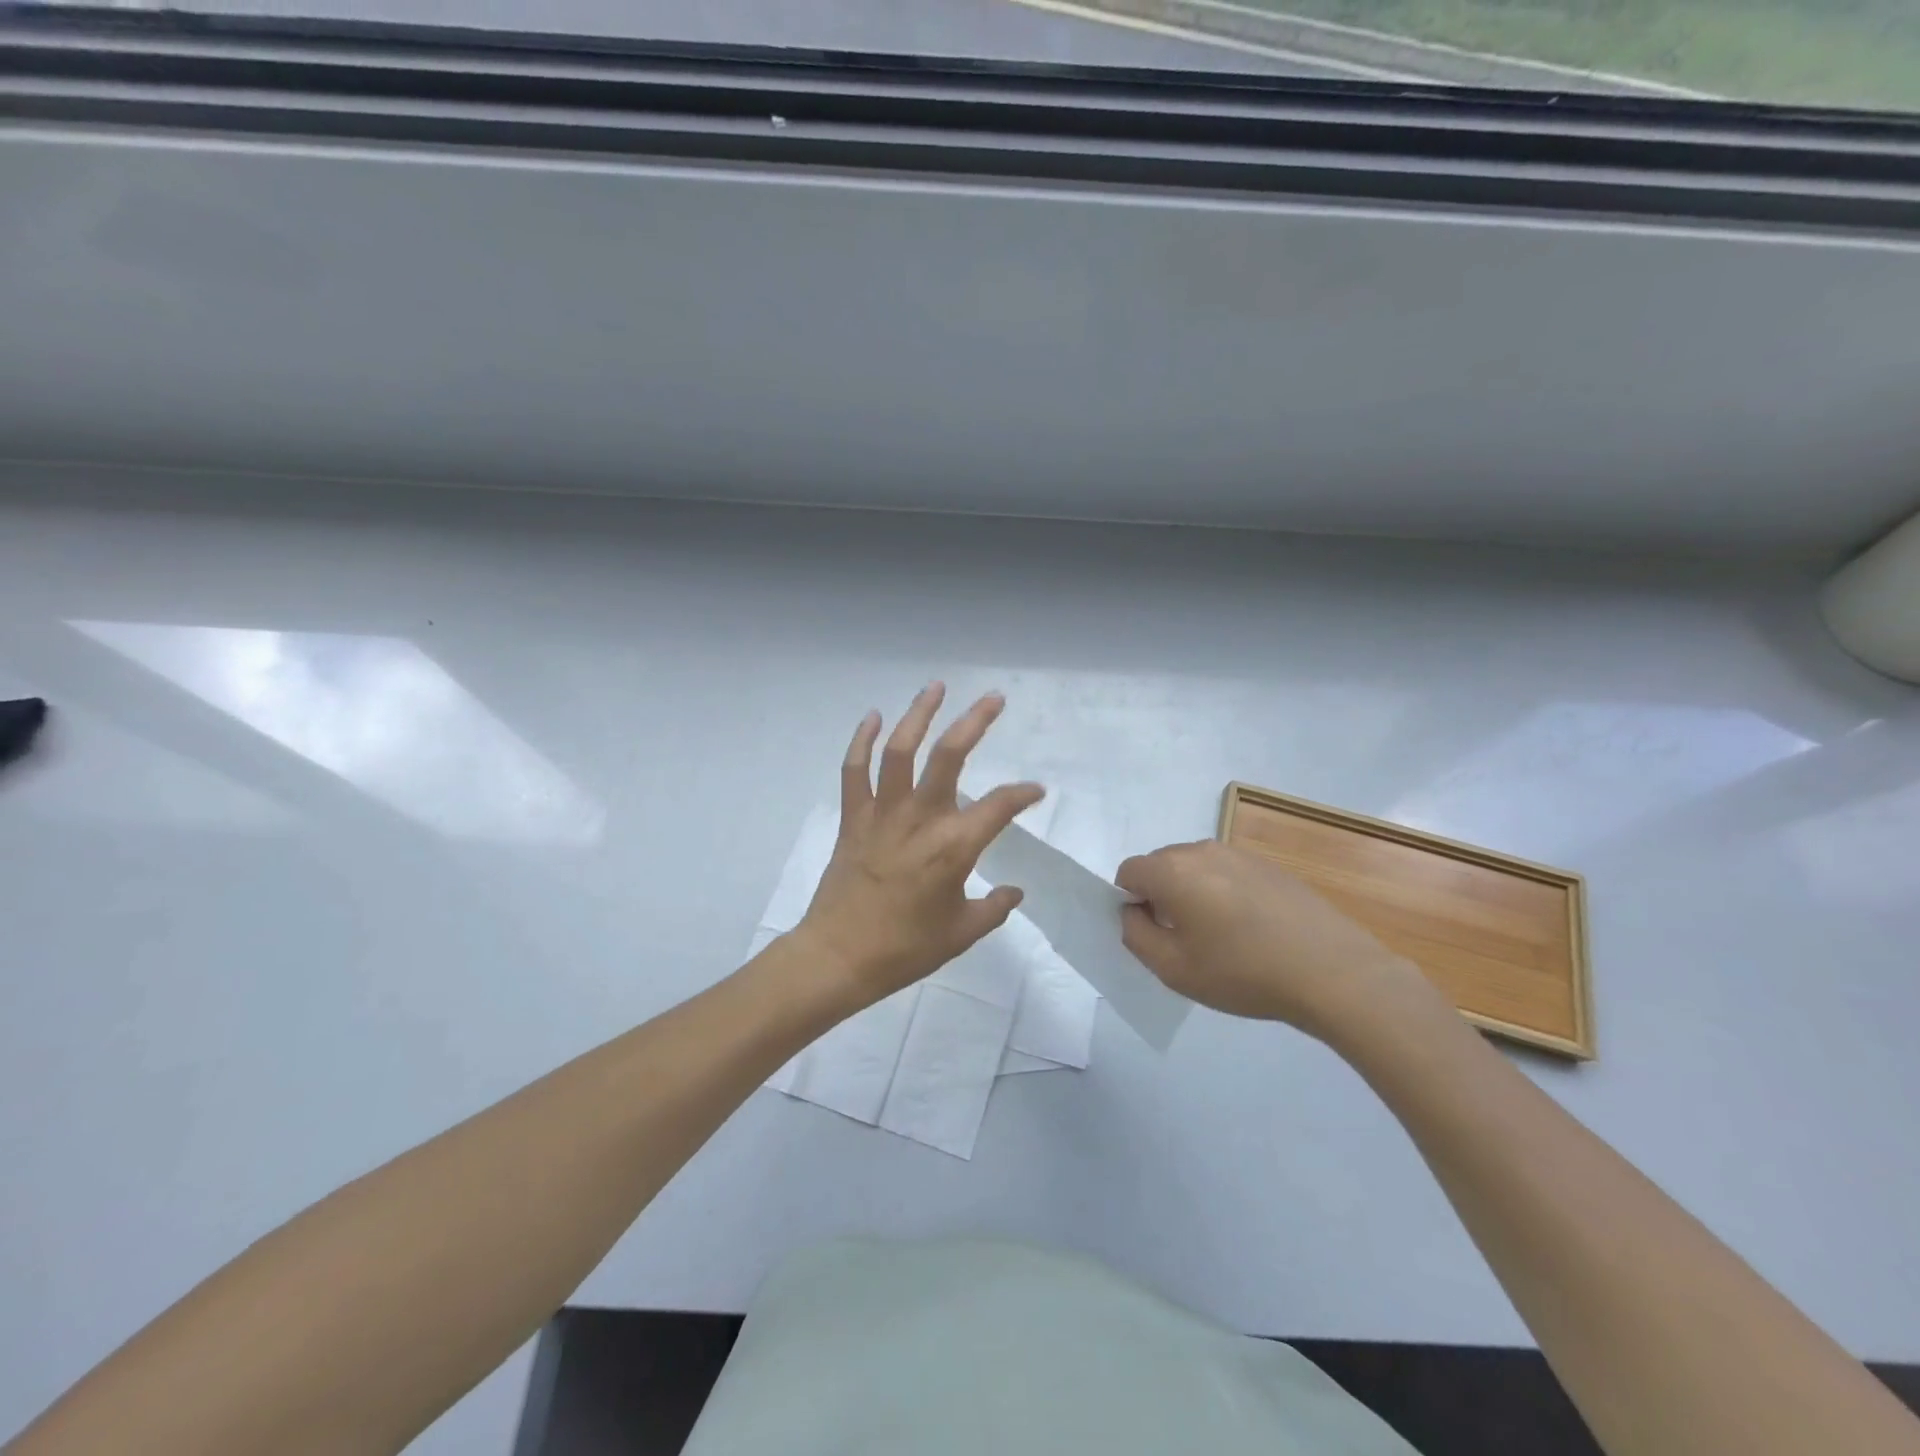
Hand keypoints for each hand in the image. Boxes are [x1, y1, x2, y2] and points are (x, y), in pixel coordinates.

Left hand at [795, 684, 1044, 1008]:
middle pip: (950, 756)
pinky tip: (872, 716)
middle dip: (974, 721)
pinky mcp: (854, 817)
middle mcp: (921, 819)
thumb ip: (995, 908)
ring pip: (900, 750)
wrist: (839, 957)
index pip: (1000, 806)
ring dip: (918, 714)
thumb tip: (1015, 892)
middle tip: (993, 699)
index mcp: (954, 847)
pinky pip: (855, 770)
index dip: (1023, 794)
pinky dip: (861, 740)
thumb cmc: (905, 949)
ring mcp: (883, 813)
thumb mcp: (962, 933)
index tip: (1035, 792)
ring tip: (936, 687)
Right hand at [1116, 840, 1440, 1043]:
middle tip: (1183, 939)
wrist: (1333, 971)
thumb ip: (1136, 935)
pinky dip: (1224, 894)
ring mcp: (1239, 854)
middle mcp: (1202, 850)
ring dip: (1193, 893)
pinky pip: (1227, 873)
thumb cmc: (1242, 972)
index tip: (1152, 933)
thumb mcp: (1173, 968)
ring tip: (1220, 937)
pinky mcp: (1269, 866)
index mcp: (1172, 870)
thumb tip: (1133, 911)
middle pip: (1161, 865)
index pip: (1128, 871)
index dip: (1130, 902)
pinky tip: (1251, 930)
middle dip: (1160, 895)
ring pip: (1195, 868)